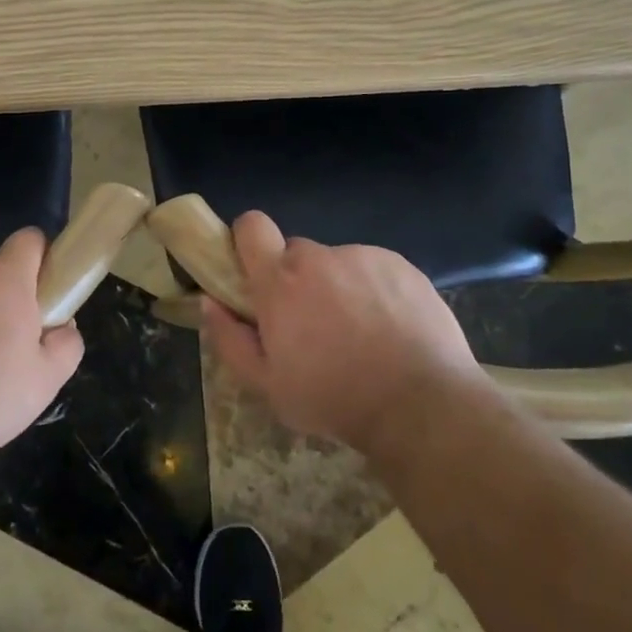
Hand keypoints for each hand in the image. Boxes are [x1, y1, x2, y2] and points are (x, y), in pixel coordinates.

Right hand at [203, 211, 489, 455]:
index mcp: (280, 282)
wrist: (422, 405)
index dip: (248, 241)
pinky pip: (374, 269)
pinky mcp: (402, 265)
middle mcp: (318, 258)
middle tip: (314, 324)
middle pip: (296, 253)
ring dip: (339, 287)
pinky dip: (375, 290)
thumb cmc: (334, 399)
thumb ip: (230, 339)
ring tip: (362, 334)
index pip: (251, 226)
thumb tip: (210, 301)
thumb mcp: (268, 386)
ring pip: (338, 264)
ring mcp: (363, 257)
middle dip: (298, 281)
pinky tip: (391, 329)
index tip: (254, 271)